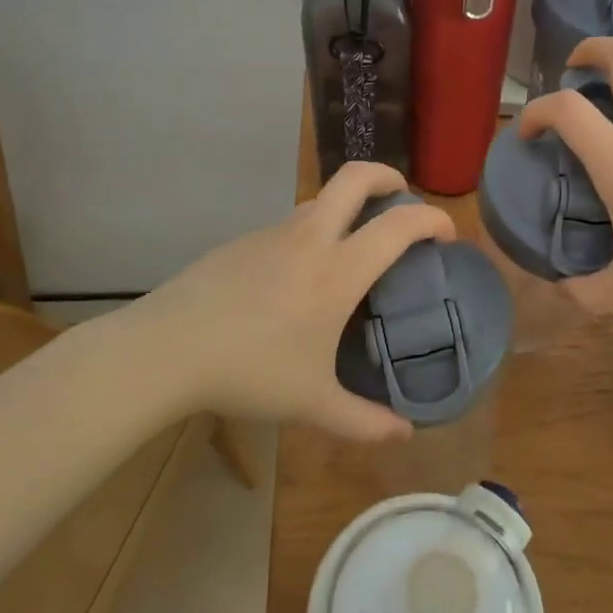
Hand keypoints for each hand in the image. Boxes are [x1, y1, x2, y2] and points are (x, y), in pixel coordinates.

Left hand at [122, 162, 453, 441]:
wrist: (166, 350)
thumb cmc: (249, 372)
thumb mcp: (312, 405)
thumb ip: (364, 422)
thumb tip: (404, 435)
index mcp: (337, 271)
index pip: (398, 225)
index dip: (431, 220)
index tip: (446, 234)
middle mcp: (309, 239)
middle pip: (354, 178)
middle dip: (387, 177)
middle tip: (401, 198)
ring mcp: (271, 234)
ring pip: (318, 200)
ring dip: (345, 207)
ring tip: (351, 247)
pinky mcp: (241, 242)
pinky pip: (288, 225)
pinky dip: (310, 233)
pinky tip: (297, 278)